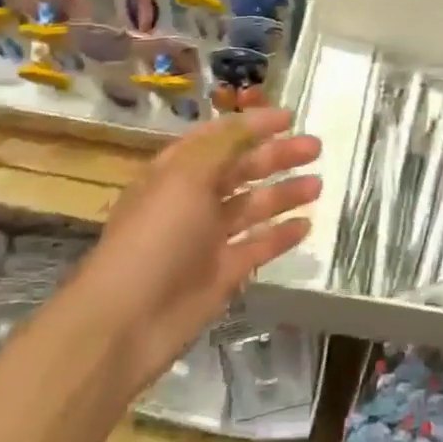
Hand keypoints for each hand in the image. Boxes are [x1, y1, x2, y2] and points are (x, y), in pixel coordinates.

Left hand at [80, 109, 320, 395]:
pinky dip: (281, 235)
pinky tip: (306, 224)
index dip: (253, 124)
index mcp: (177, 171)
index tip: (289, 117)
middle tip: (315, 147)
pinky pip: (257, 246)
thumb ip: (224, 145)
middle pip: (241, 169)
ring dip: (284, 193)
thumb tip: (253, 121)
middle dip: (277, 156)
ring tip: (318, 184)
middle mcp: (193, 200)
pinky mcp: (221, 274)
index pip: (220, 137)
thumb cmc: (155, 237)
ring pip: (253, 206)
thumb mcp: (185, 177)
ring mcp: (207, 239)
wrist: (124, 324)